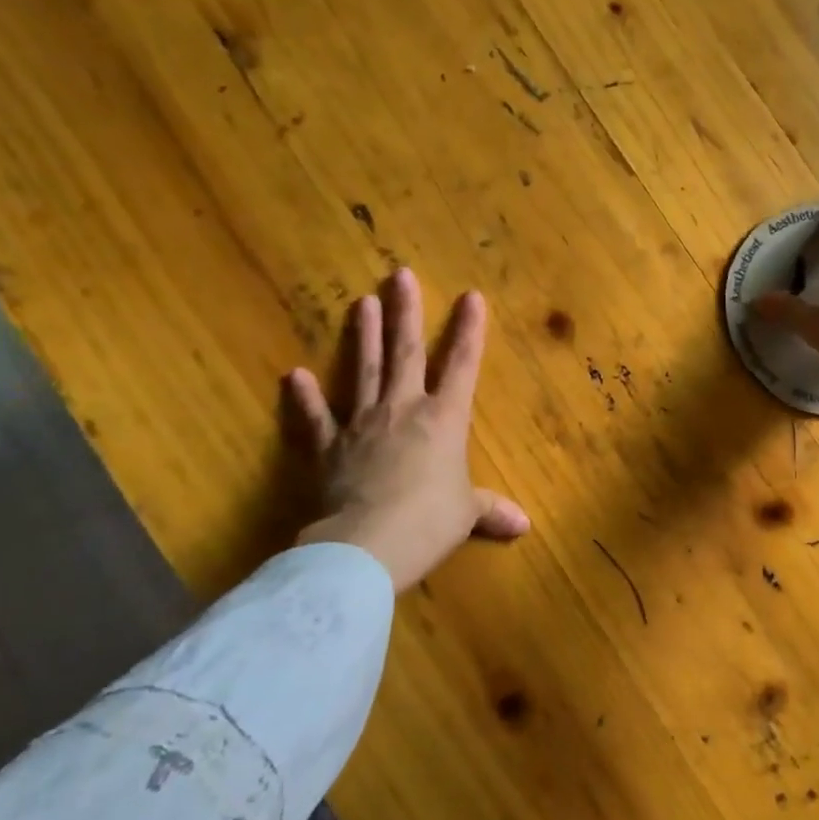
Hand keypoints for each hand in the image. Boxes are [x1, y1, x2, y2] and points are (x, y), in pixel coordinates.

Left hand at [286, 268, 528, 592]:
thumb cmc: (429, 522)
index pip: (462, 366)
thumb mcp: (465, 515)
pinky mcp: (328, 447)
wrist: (368, 545)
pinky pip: (316, 418)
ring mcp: (362, 424)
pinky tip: (294, 375)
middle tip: (400, 275)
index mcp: (444, 419)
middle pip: (407, 353)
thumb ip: (490, 510)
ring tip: (361, 301)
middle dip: (406, 312)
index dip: (469, 331)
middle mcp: (403, 409)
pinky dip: (305, 398)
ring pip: (364, 370)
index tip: (471, 296)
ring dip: (363, 336)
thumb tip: (524, 524)